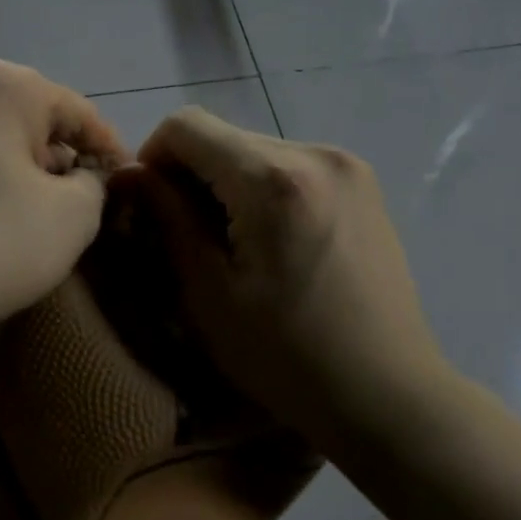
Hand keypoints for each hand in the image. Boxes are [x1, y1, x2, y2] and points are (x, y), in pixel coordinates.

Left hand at [0, 60, 126, 351]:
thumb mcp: (70, 218)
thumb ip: (94, 187)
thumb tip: (82, 179)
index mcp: (7, 88)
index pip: (80, 115)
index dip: (111, 153)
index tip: (128, 189)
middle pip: (35, 131)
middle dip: (64, 170)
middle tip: (87, 216)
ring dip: (25, 187)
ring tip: (41, 232)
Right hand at [133, 107, 447, 439]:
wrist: (387, 394)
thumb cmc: (287, 357)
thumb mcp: (209, 293)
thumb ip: (169, 220)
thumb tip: (133, 175)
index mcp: (273, 180)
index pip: (188, 125)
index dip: (152, 157)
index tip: (150, 206)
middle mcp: (316, 154)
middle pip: (224, 136)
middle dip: (191, 175)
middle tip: (186, 236)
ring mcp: (348, 166)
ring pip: (257, 151)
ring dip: (228, 184)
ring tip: (232, 245)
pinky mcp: (364, 185)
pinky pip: (291, 167)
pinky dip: (263, 191)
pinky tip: (272, 243)